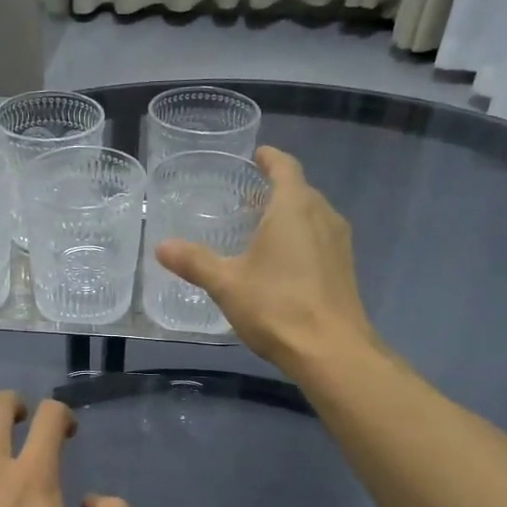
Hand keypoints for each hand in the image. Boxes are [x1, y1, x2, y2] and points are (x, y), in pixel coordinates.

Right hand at [155, 146, 380, 372]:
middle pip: (300, 191)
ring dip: (289, 215)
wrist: (331, 351)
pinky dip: (300, 238)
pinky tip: (281, 261)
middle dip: (275, 189)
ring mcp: (339, 244)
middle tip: (246, 197)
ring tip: (260, 227)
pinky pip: (320, 239)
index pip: (285, 167)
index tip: (257, 155)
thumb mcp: (226, 283)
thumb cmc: (276, 306)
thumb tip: (162, 246)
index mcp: (294, 208)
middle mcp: (323, 216)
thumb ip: (194, 261)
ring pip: (312, 216)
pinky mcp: (344, 269)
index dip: (270, 158)